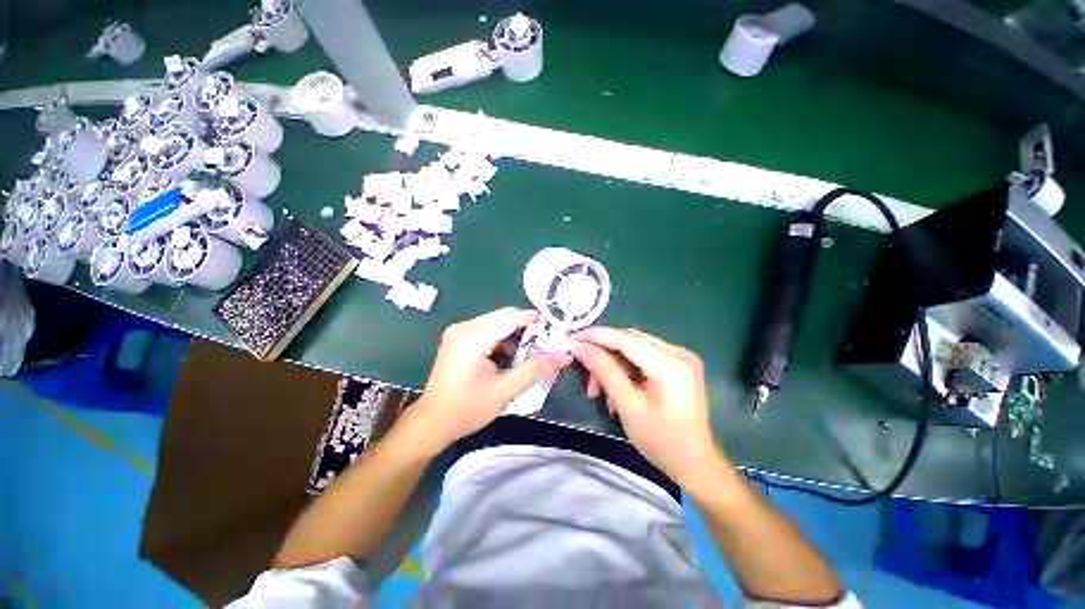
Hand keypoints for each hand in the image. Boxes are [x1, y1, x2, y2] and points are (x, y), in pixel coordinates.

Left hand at [404, 308, 571, 454]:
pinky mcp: (458, 338)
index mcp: (473, 336)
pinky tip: (509, 355)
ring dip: (514, 333)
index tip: (554, 328)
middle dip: (526, 327)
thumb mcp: (505, 389)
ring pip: (496, 322)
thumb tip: (564, 356)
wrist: (432, 422)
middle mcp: (464, 327)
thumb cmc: (467, 409)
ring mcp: (459, 331)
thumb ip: (536, 369)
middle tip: (545, 342)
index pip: (510, 317)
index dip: (534, 320)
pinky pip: (487, 330)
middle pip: (503, 316)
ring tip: (530, 351)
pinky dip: (502, 338)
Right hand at [571, 326, 722, 484]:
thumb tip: (580, 347)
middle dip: (603, 353)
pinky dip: (625, 369)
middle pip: (629, 340)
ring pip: (633, 348)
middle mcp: (678, 352)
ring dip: (612, 364)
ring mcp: (680, 357)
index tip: (571, 339)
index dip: (596, 336)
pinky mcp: (677, 364)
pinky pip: (642, 357)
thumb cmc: (662, 441)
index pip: (625, 338)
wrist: (696, 464)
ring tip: (598, 390)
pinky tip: (616, 389)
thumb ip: (604, 371)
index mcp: (670, 364)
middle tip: (584, 371)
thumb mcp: (628, 406)